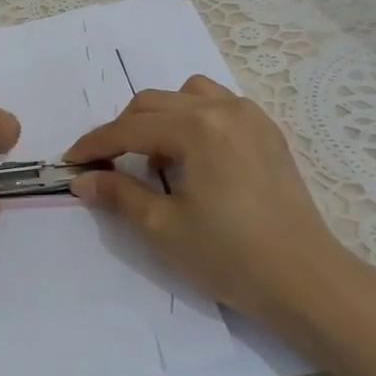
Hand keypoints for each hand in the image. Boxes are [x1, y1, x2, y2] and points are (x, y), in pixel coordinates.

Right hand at [64, 75, 356, 322]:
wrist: (305, 279)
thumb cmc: (229, 256)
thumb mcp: (162, 227)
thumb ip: (118, 194)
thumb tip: (82, 180)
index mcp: (197, 129)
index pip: (130, 128)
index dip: (95, 145)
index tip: (70, 162)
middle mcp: (224, 109)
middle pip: (155, 103)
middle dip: (123, 130)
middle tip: (107, 165)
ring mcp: (251, 117)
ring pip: (188, 96)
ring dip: (160, 118)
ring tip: (155, 156)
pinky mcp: (268, 132)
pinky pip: (218, 106)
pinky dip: (193, 119)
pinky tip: (192, 155)